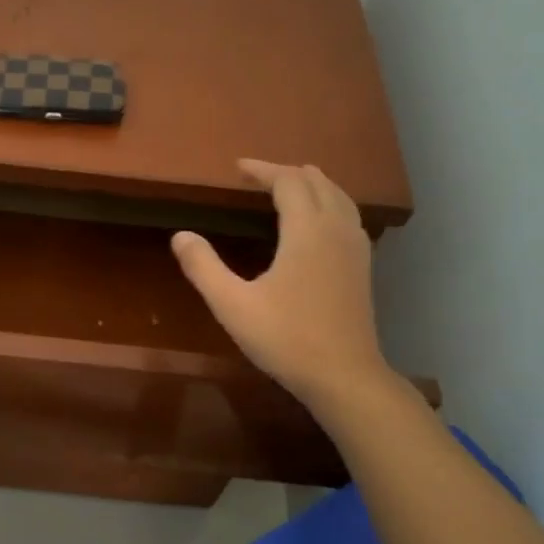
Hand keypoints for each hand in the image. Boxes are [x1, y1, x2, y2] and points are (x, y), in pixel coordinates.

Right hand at [171, 159, 394, 414]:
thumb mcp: (232, 305)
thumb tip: (180, 236)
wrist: (343, 375)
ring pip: (339, 198)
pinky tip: (319, 223)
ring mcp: (355, 249)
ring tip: (290, 187)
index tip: (239, 168)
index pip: (288, 182)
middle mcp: (336, 230)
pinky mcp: (363, 268)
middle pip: (317, 183)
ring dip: (313, 185)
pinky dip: (330, 204)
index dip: (263, 170)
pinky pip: (348, 217)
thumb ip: (204, 267)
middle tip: (258, 176)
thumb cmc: (286, 338)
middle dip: (287, 173)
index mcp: (306, 231)